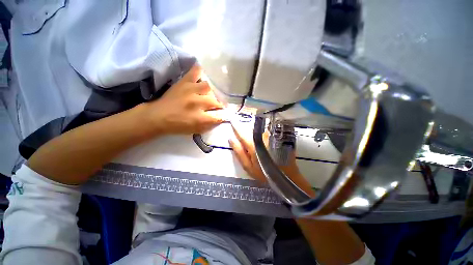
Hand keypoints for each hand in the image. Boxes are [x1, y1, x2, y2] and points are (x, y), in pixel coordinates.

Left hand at [144, 64, 224, 134]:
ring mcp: (191, 90)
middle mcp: (197, 103)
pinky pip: (196, 71)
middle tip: (221, 105)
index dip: (225, 115)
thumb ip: (210, 124)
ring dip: (214, 91)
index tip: (226, 114)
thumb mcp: (196, 130)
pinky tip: (205, 75)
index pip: (219, 116)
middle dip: (221, 104)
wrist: (158, 116)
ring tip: (215, 93)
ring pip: (210, 87)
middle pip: (216, 101)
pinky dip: (202, 71)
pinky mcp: (184, 82)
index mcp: (200, 118)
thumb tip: (222, 117)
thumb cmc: (178, 125)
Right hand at [229, 124, 314, 195]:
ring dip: (254, 135)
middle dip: (245, 133)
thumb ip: (239, 152)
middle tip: (246, 142)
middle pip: (249, 131)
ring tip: (257, 146)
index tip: (231, 120)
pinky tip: (264, 146)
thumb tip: (231, 139)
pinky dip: (261, 137)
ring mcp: (270, 136)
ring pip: (257, 132)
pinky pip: (264, 134)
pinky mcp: (275, 137)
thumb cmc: (265, 173)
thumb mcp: (248, 166)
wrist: (286, 175)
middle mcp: (262, 137)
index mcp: (253, 145)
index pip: (241, 133)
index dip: (235, 126)